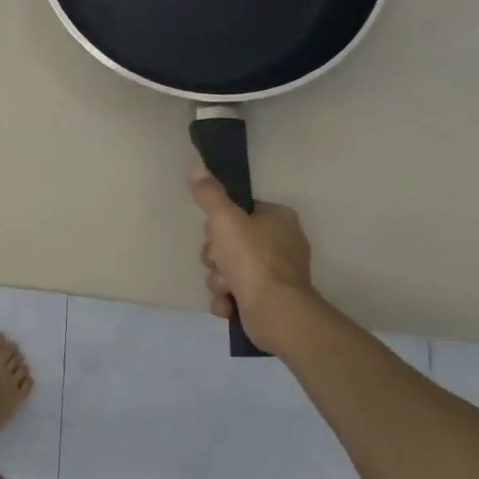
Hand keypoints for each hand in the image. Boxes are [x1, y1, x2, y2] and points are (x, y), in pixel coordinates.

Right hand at [188, 164, 315, 349]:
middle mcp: (282, 243)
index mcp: (279, 219)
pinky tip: (228, 304)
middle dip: (216, 257)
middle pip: (230, 242)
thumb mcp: (224, 219)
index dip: (220, 223)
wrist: (275, 311)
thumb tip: (196, 167)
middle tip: (218, 263)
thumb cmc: (252, 259)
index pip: (239, 211)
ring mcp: (277, 273)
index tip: (214, 233)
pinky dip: (228, 298)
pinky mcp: (270, 298)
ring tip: (226, 288)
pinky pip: (237, 292)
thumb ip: (209, 194)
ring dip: (219, 279)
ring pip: (229, 268)